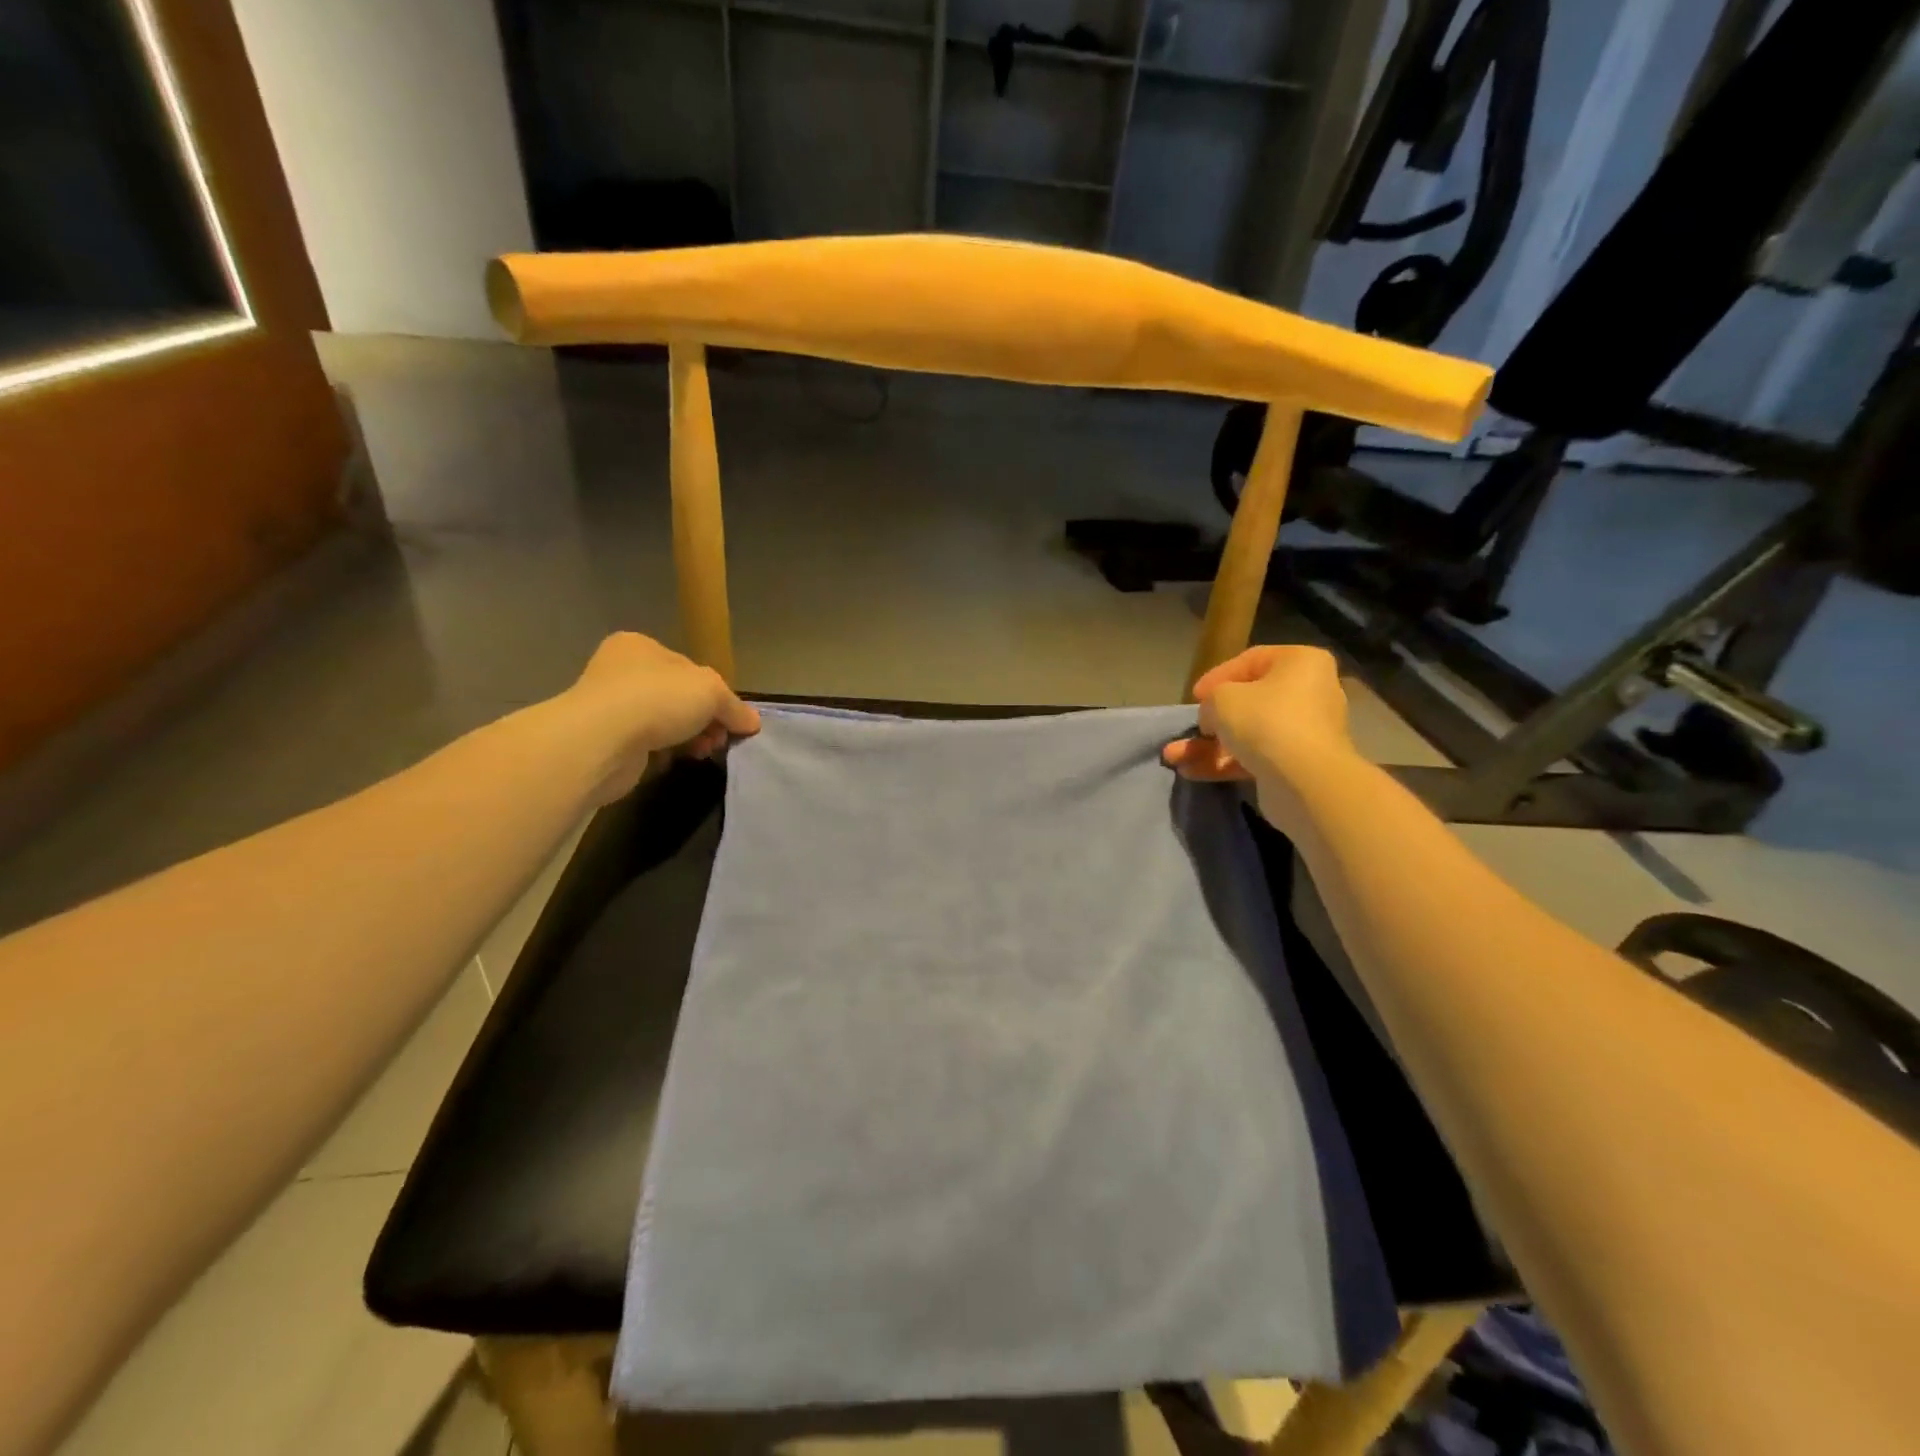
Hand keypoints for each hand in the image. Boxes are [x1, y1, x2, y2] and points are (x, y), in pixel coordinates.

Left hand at [559, 633, 760, 799]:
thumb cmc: (657, 699)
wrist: (600, 741)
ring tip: (701, 752)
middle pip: (678, 697)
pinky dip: (664, 753)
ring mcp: (609, 706)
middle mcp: (620, 671)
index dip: (716, 694)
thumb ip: (735, 706)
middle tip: (719, 740)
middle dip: (705, 720)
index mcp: (641, 646)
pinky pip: (646, 745)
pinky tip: (674, 760)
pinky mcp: (605, 740)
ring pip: (664, 723)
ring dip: (688, 738)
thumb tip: (752, 722)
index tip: (731, 719)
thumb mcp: (711, 691)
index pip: (690, 669)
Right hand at [1162, 645, 1351, 794]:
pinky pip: (1255, 757)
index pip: (1252, 660)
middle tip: (1190, 728)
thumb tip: (1214, 716)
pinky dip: (1225, 763)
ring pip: (1248, 734)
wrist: (1305, 781)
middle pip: (1250, 701)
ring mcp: (1304, 732)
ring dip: (1209, 746)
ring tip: (1174, 757)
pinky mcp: (1296, 765)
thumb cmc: (1265, 721)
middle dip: (1210, 720)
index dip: (1217, 676)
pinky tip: (1191, 772)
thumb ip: (1211, 699)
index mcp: (1301, 663)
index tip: (1194, 696)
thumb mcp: (1222, 698)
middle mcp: (1309, 693)